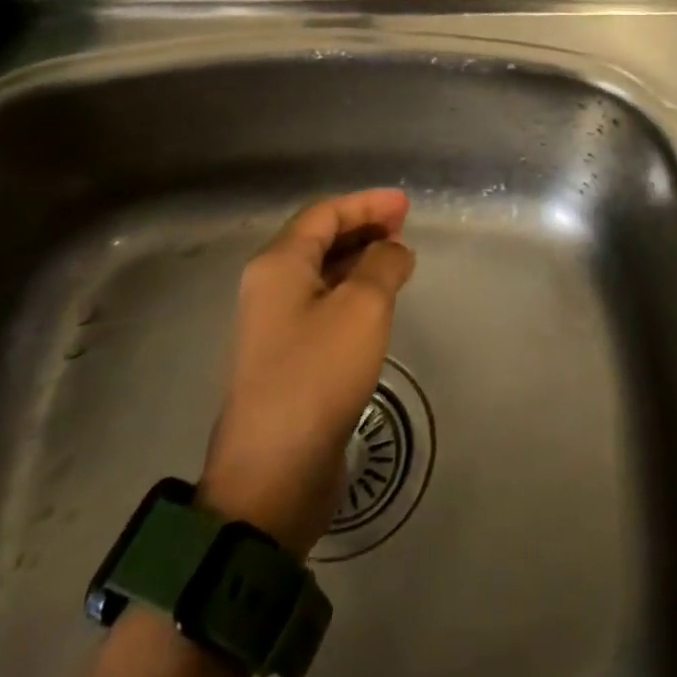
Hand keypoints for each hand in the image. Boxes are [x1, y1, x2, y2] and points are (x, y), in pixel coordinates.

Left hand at [200, 189, 414, 555]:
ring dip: (360, 259)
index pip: (324, 214)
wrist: (273, 473)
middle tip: (404, 227)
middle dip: (363, 227)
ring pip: (322, 273)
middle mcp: (270, 287)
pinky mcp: (288, 357)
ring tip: (399, 259)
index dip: (367, 203)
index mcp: (278, 265)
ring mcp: (275, 324)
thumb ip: (383, 264)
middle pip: (319, 239)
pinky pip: (324, 304)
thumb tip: (393, 249)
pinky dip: (353, 291)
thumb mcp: (363, 308)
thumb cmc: (317, 374)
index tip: (406, 203)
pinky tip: (379, 301)